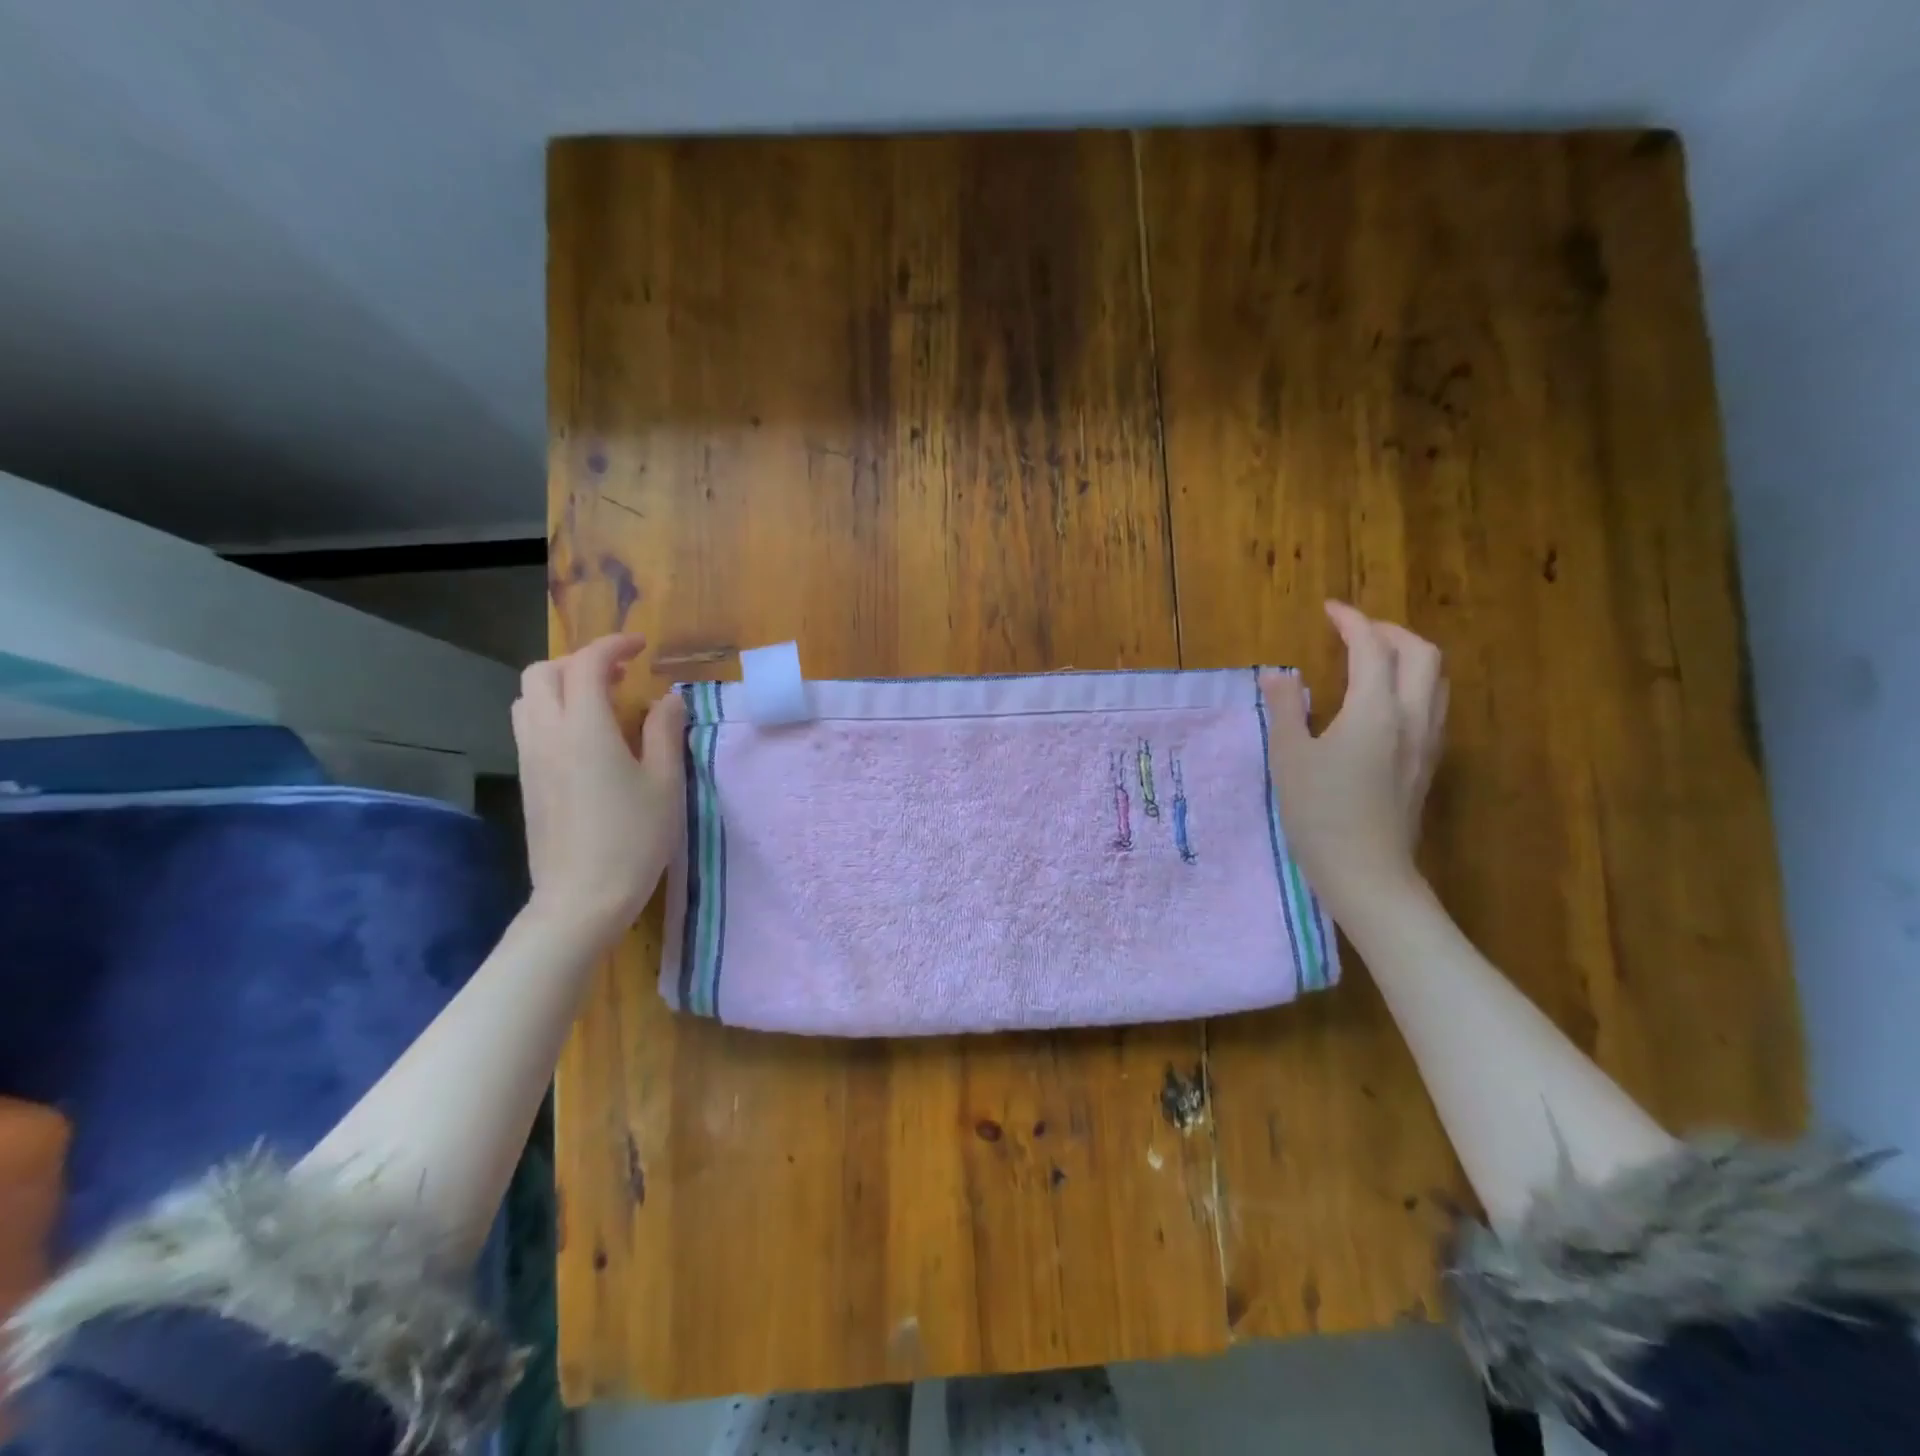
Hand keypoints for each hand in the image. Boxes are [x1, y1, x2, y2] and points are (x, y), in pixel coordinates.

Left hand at [512, 634, 686, 944]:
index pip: (588, 664)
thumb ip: (665, 733)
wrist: (580, 899)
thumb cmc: (633, 840)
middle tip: (620, 676)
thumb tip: (667, 699)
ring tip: (602, 703)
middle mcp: (547, 734)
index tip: (642, 647)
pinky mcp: (527, 781)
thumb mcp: (665, 784)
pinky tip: (587, 739)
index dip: (614, 645)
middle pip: (544, 672)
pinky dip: (554, 711)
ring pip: (529, 698)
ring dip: (562, 686)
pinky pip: (529, 726)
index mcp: (584, 728)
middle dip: (581, 661)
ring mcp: (530, 758)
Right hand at [1260, 602, 1448, 919]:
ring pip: (1435, 679)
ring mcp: (1427, 742)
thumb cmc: (1320, 814)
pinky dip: (1413, 684)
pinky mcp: (1428, 764)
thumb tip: (1277, 674)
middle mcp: (1412, 717)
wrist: (1367, 873)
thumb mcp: (1289, 758)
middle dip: (1389, 632)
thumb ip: (1285, 708)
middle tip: (1355, 632)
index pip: (1371, 648)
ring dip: (1408, 656)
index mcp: (1375, 710)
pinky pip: (1433, 704)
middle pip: (1421, 654)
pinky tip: (1385, 702)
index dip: (1351, 621)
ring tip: (1373, 659)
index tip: (1330, 609)